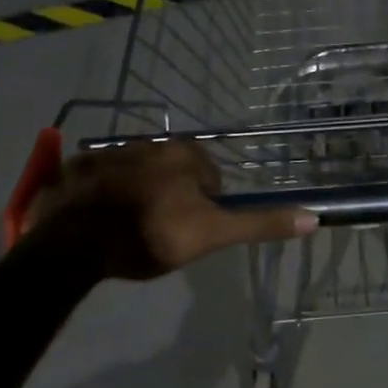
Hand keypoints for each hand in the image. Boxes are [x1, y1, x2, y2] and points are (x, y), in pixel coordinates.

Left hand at [21, 141, 315, 280]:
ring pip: (139, 174)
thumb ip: (259, 224)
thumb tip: (313, 217)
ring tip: (128, 229)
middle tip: (159, 232)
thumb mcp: (211, 235)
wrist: (74, 243)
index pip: (210, 178)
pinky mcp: (77, 167)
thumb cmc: (150, 234)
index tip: (188, 232)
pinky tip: (99, 221)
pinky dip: (104, 194)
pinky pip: (101, 178)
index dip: (205, 208)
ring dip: (139, 194)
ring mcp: (109, 152)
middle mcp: (149, 143)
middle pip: (174, 173)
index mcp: (184, 155)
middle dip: (172, 198)